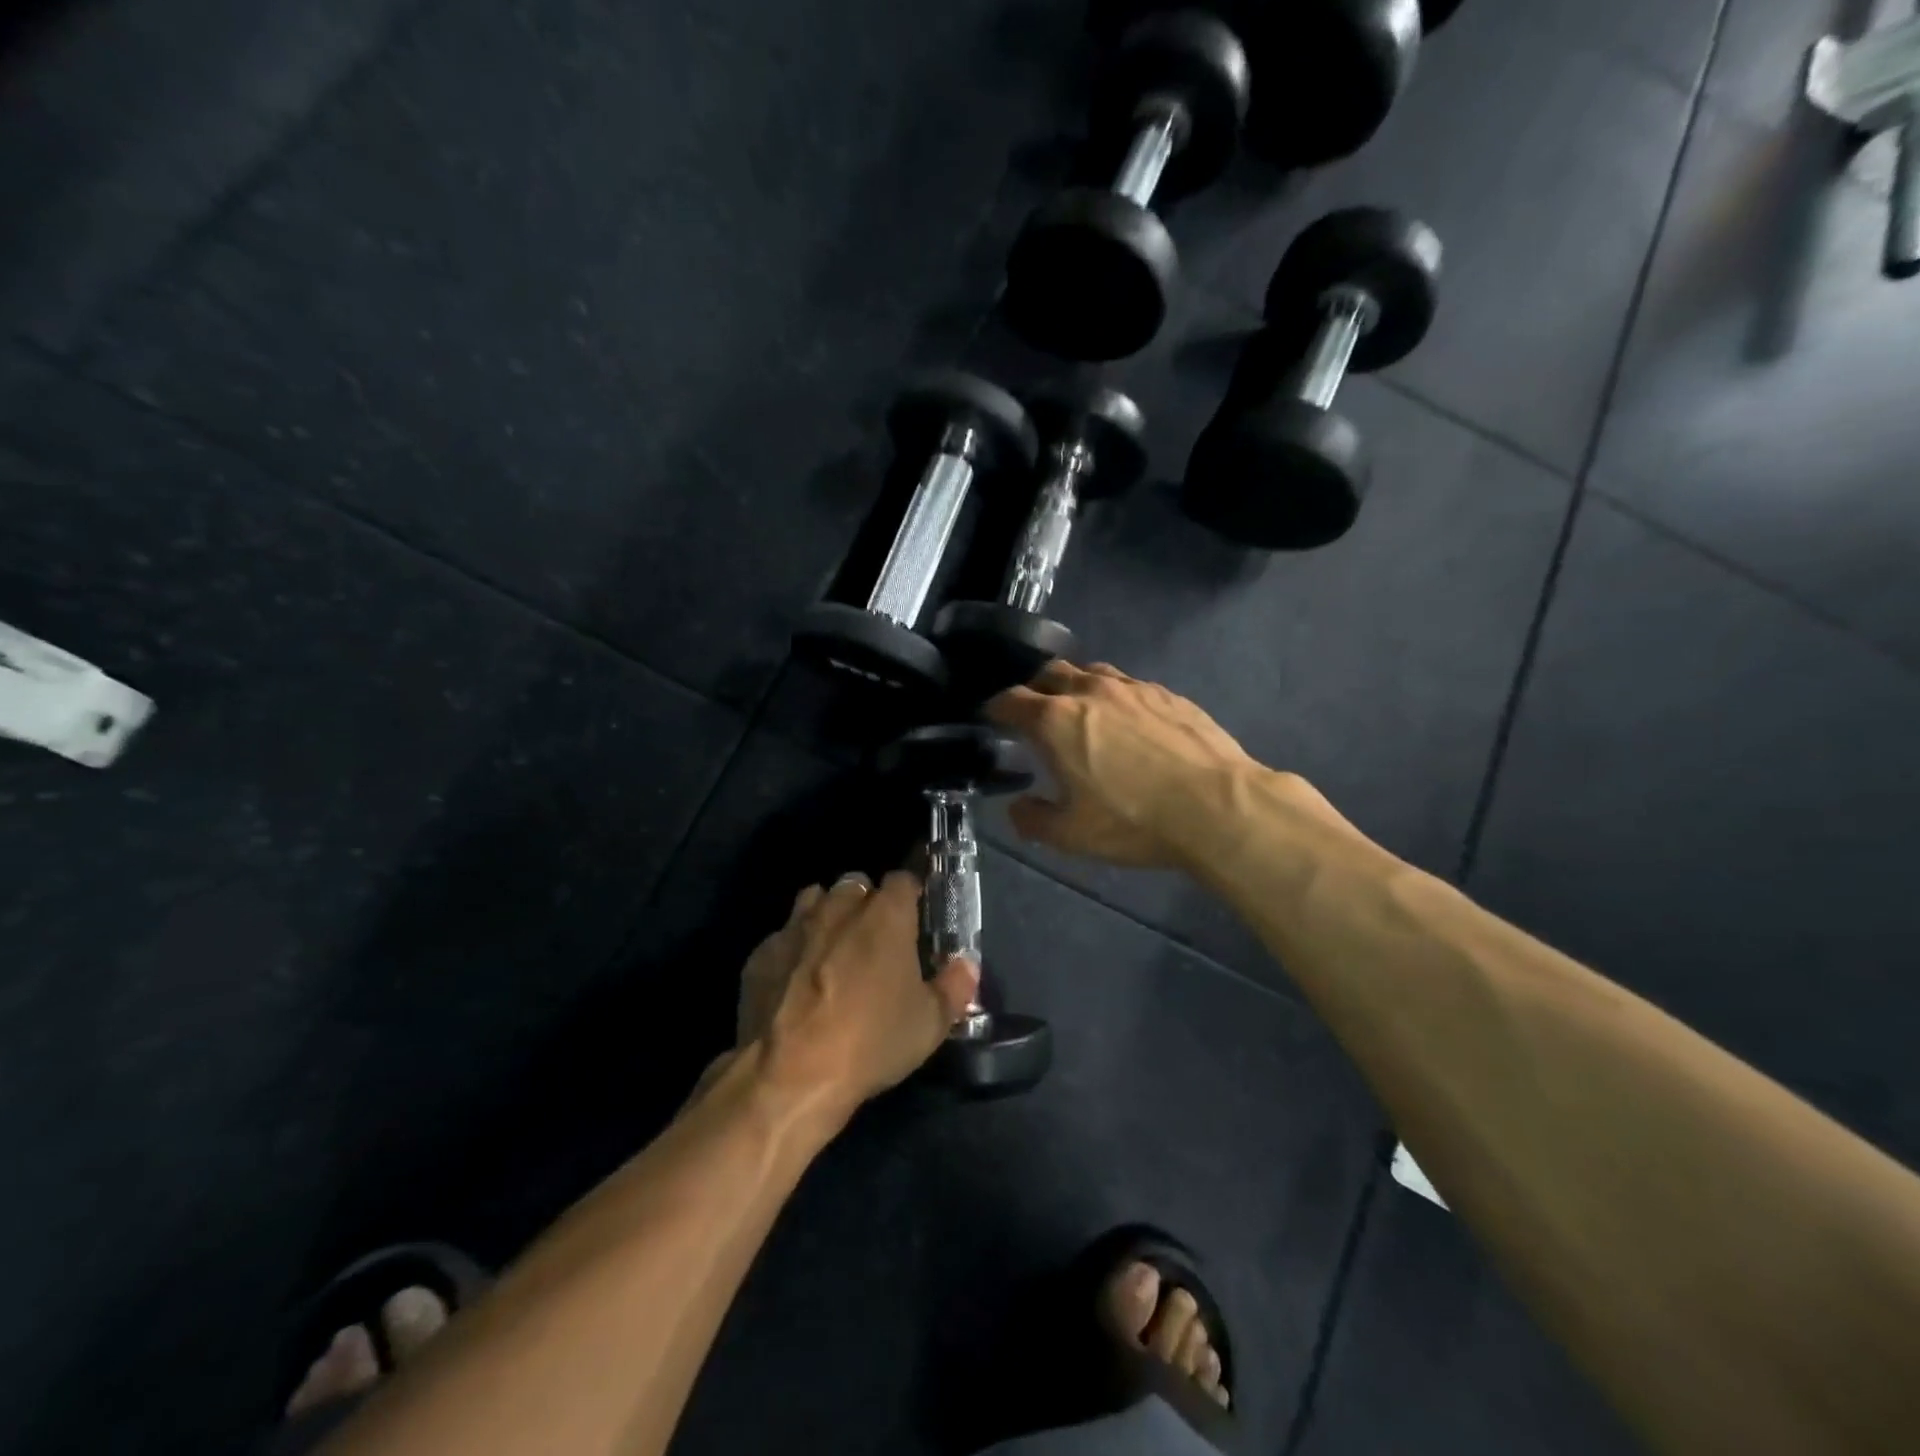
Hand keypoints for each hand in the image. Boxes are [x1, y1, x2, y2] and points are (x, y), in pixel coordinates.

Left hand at [746, 871, 977, 1119]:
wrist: (789, 1075)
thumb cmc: (871, 1042)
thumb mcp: (930, 1024)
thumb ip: (954, 986)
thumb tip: (966, 965)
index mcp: (885, 915)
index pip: (903, 880)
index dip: (911, 895)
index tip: (915, 917)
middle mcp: (839, 908)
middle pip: (856, 884)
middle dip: (867, 903)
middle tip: (875, 940)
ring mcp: (794, 927)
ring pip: (814, 900)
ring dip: (827, 915)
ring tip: (833, 950)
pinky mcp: (761, 954)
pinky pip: (782, 937)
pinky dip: (793, 950)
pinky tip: (795, 982)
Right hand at [986, 660, 1260, 869]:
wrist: (1217, 806)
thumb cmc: (1134, 820)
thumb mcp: (1072, 835)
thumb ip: (1033, 820)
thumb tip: (1018, 806)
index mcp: (1056, 720)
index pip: (1012, 701)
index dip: (996, 708)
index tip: (992, 717)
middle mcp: (1090, 691)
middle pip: (1050, 673)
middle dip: (1035, 689)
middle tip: (1034, 714)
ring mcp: (1133, 688)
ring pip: (1092, 672)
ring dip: (1076, 687)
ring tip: (1080, 712)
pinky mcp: (1168, 694)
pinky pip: (1129, 685)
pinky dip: (1115, 696)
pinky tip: (1128, 721)